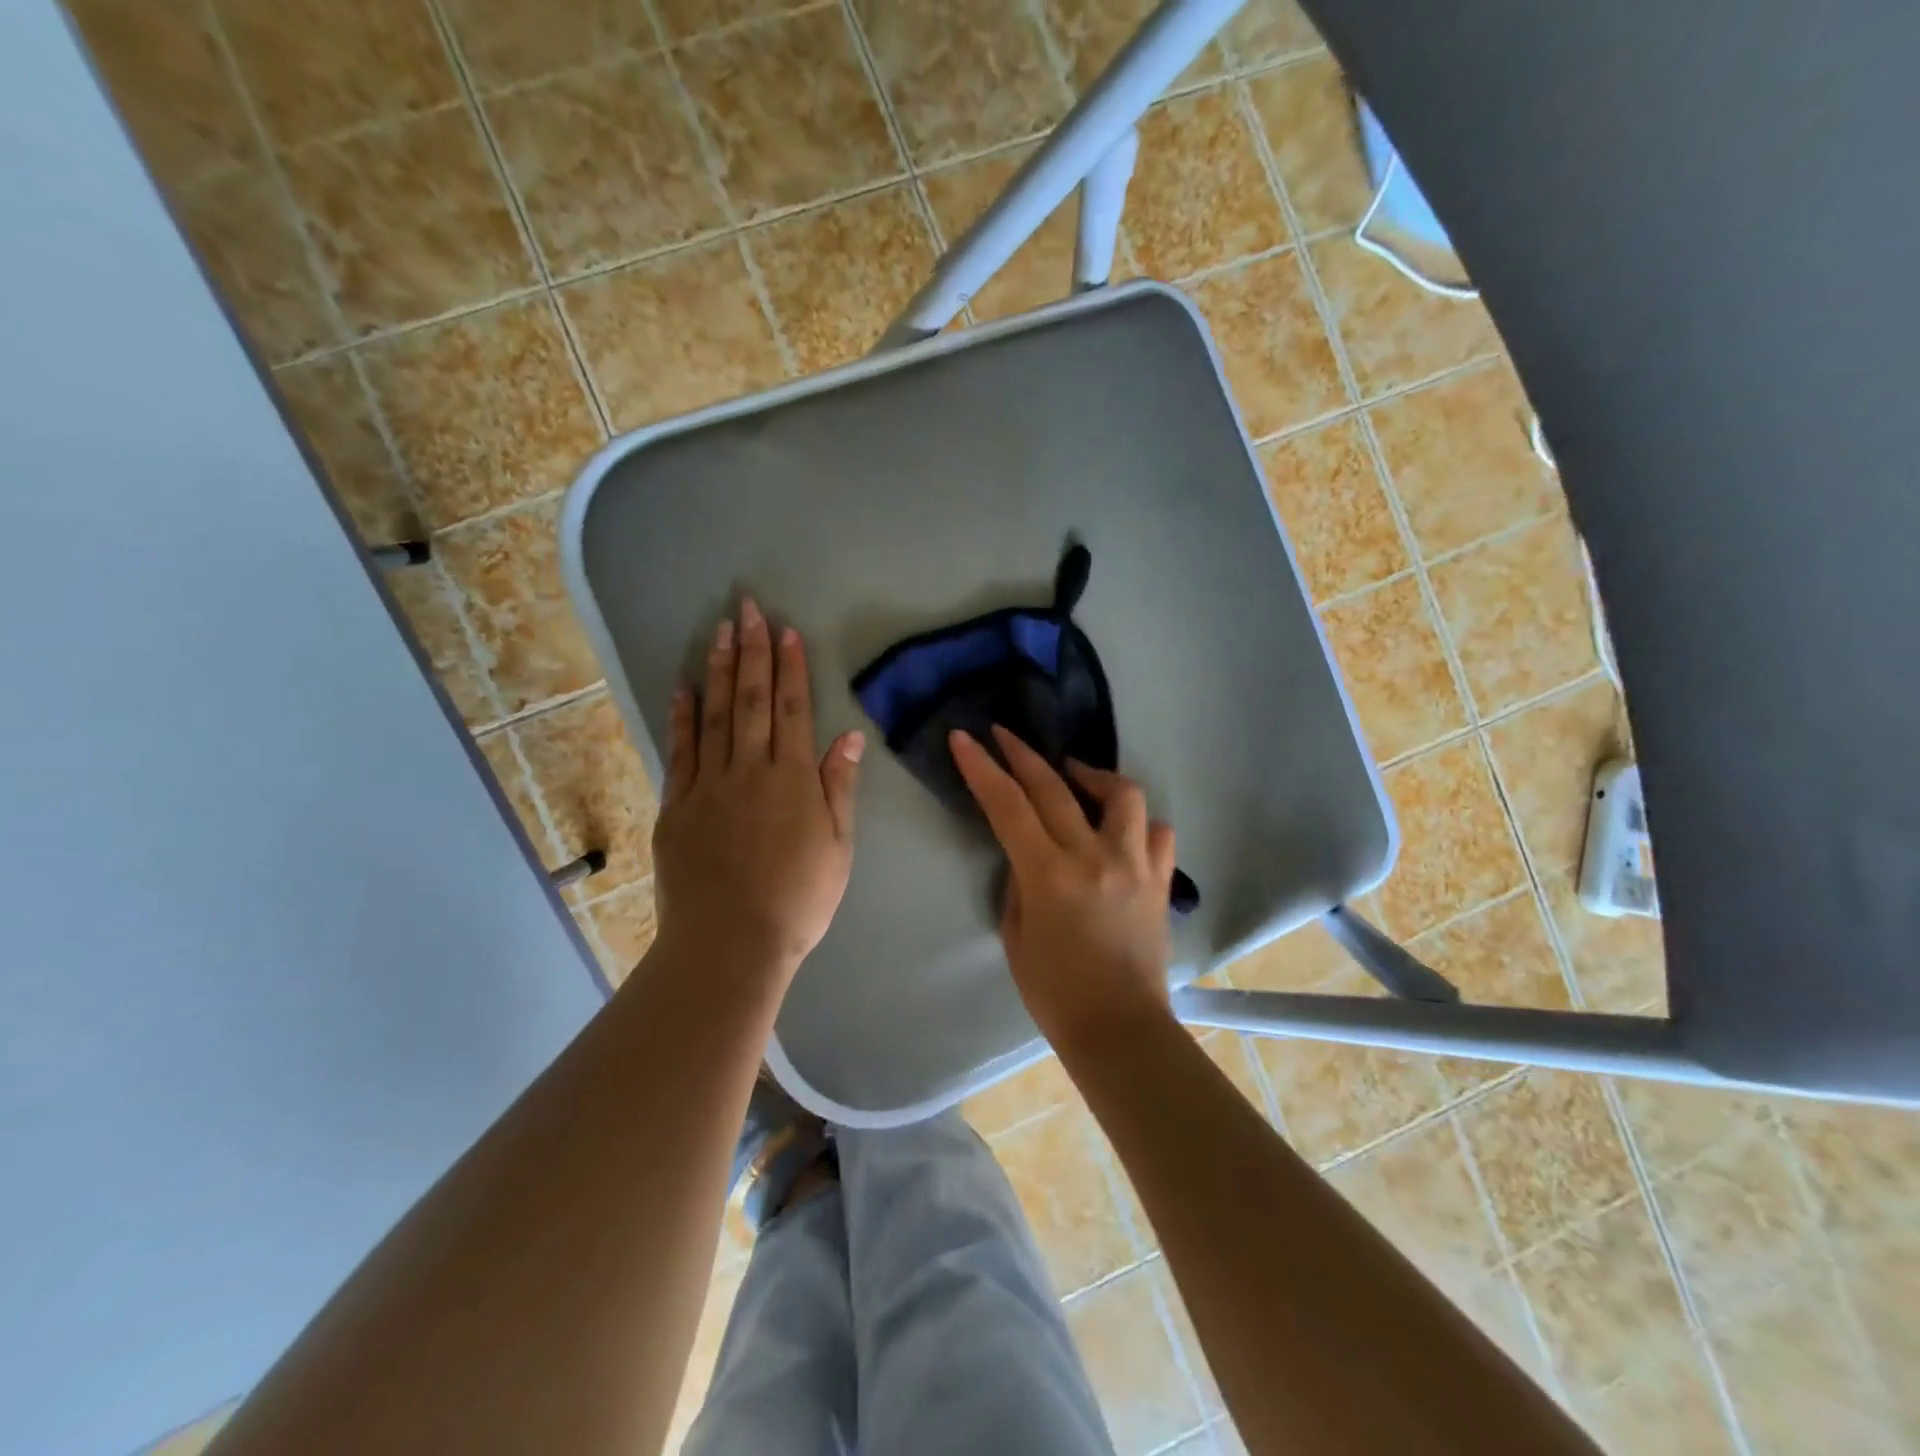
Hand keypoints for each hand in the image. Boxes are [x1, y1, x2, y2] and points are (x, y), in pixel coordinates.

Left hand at [651, 599, 863, 985]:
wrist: (731, 943)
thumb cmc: (798, 900)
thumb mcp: (838, 848)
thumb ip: (838, 788)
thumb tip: (846, 737)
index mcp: (792, 779)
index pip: (791, 709)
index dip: (789, 668)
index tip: (785, 631)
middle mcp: (749, 770)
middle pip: (750, 700)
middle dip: (751, 651)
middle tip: (748, 609)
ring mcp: (708, 785)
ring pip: (714, 715)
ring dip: (717, 670)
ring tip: (719, 631)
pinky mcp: (676, 805)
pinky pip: (679, 751)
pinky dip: (681, 716)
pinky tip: (683, 688)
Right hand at [949, 725, 1176, 1052]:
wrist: (1119, 1030)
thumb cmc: (1054, 992)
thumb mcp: (1016, 934)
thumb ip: (1019, 883)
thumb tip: (1027, 854)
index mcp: (1050, 874)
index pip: (1009, 805)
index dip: (982, 768)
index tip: (965, 738)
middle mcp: (1095, 857)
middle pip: (1055, 786)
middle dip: (1022, 753)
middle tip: (1004, 734)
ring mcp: (1135, 865)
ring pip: (1122, 794)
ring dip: (1091, 775)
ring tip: (1073, 775)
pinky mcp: (1161, 881)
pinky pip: (1158, 834)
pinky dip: (1137, 822)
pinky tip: (1120, 828)